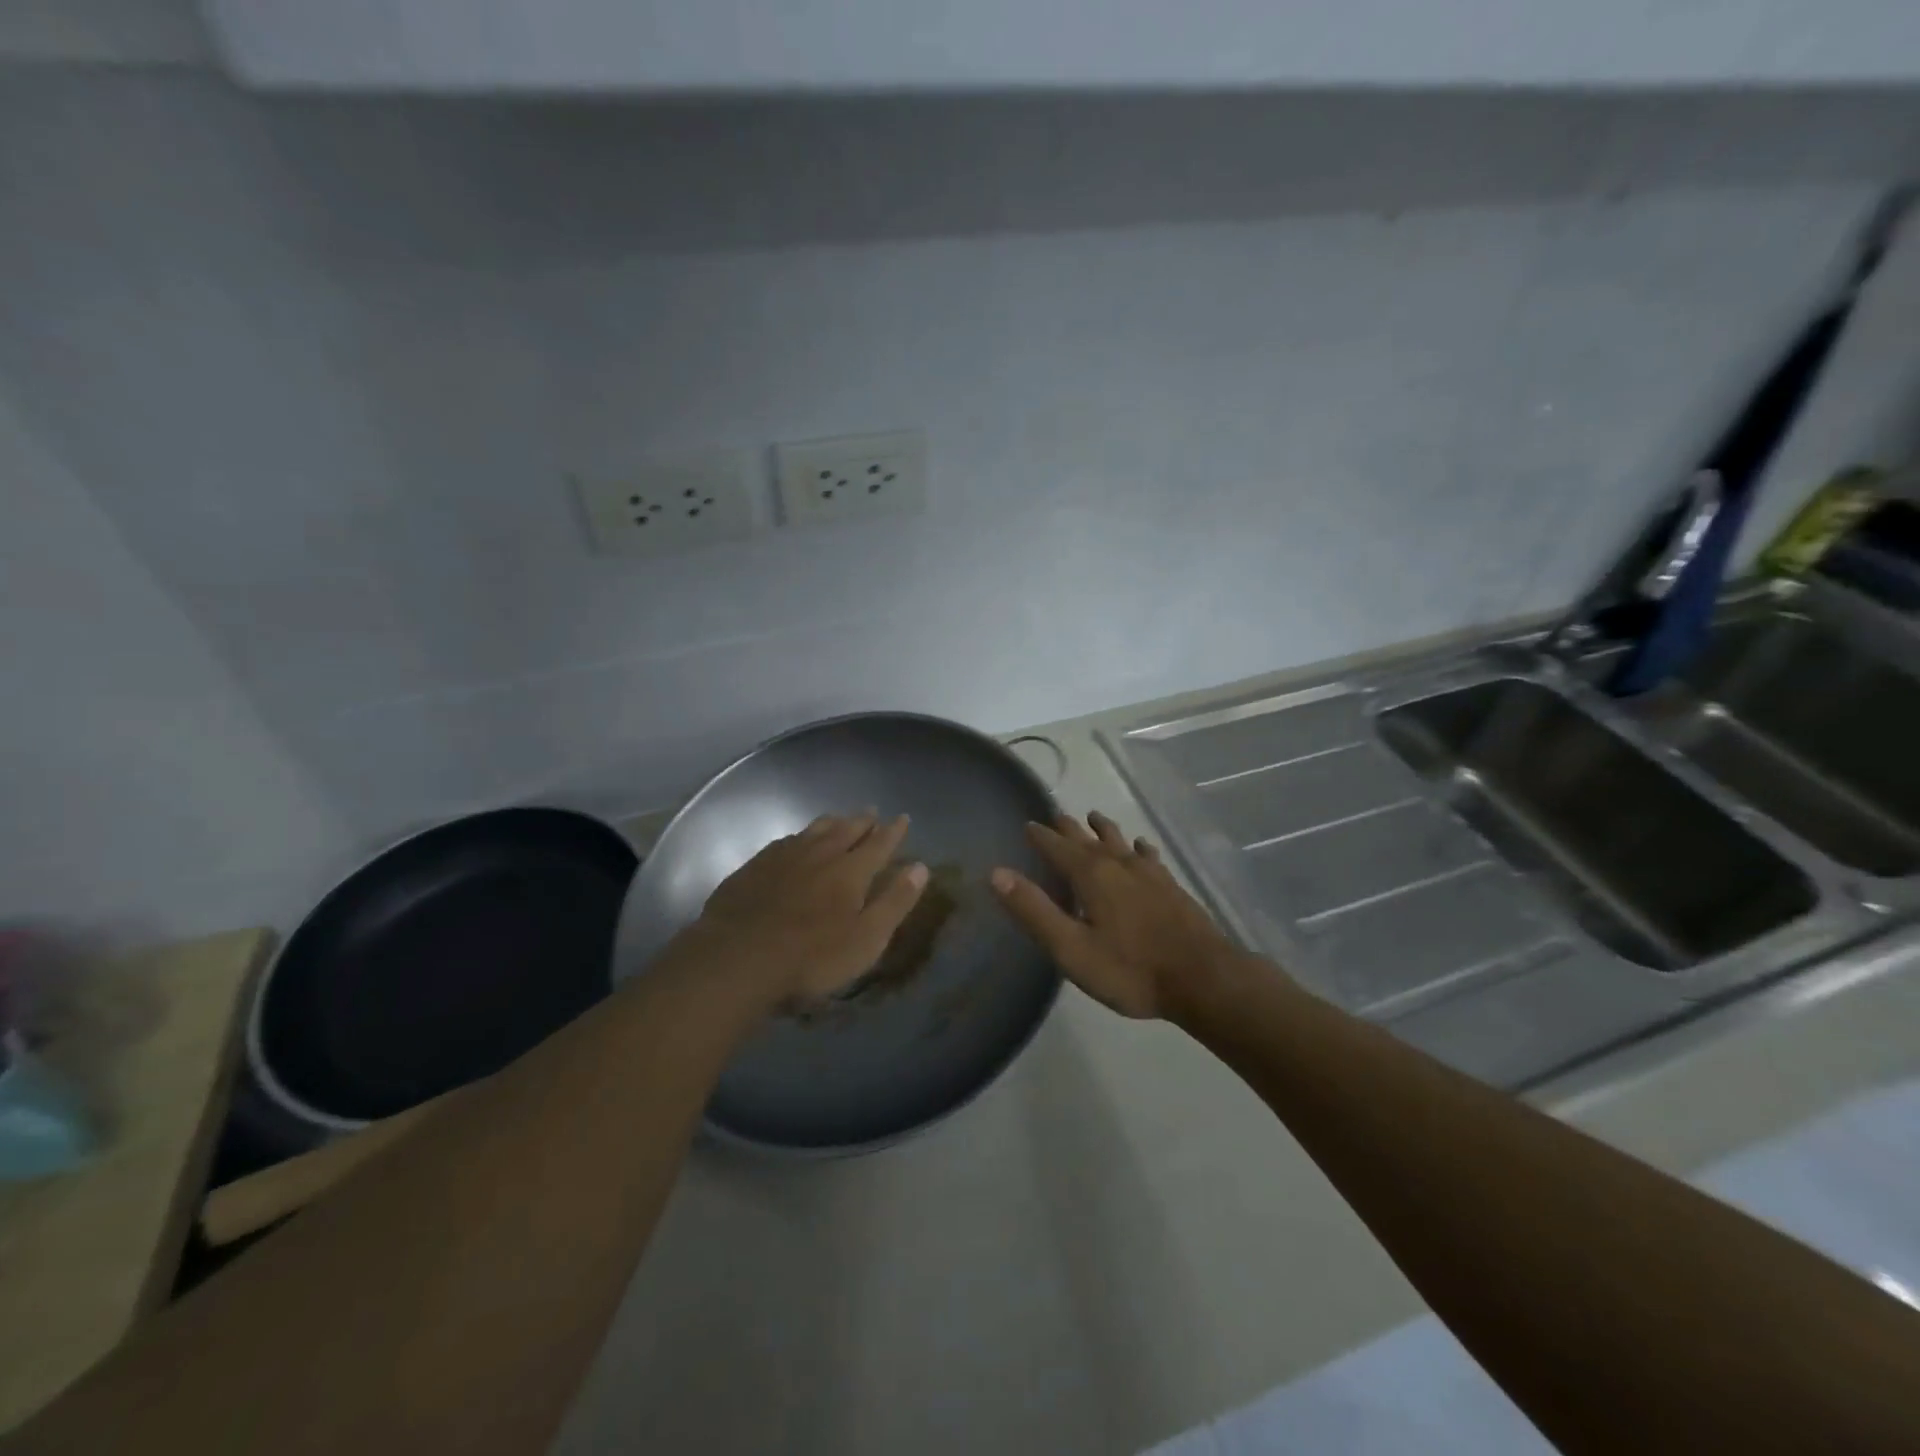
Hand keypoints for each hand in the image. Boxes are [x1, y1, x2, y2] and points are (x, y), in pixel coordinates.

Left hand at [685, 812, 927, 1005]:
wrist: (738, 958)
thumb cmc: (812, 957)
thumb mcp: (866, 938)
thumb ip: (895, 901)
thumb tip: (921, 867)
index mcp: (851, 871)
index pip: (879, 844)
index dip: (893, 831)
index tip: (903, 818)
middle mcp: (820, 854)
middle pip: (846, 830)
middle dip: (863, 821)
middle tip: (872, 812)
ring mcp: (784, 857)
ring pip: (814, 830)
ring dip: (832, 822)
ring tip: (840, 817)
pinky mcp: (755, 867)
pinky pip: (785, 841)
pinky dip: (800, 836)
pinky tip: (796, 840)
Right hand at [991, 811, 1246, 1019]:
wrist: (1203, 979)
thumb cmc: (1130, 970)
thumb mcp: (1071, 949)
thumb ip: (1034, 911)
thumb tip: (997, 873)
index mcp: (1091, 875)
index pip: (1057, 847)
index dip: (1040, 835)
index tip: (1027, 823)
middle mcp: (1118, 864)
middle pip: (1088, 839)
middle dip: (1069, 828)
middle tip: (1056, 815)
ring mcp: (1149, 874)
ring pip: (1120, 842)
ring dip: (1104, 830)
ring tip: (1095, 817)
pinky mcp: (1171, 887)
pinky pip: (1149, 857)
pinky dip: (1139, 848)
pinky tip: (1142, 847)